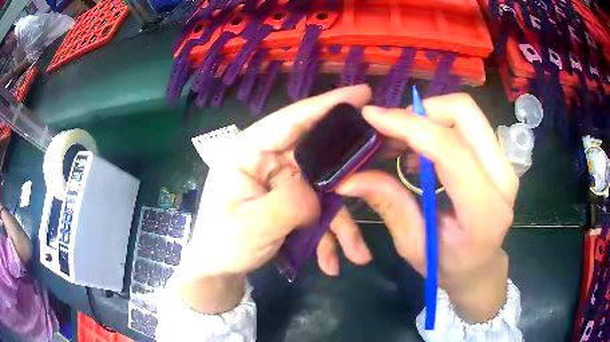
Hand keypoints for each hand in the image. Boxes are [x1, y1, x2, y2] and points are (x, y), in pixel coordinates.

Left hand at [175, 85, 373, 312]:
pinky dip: (328, 237)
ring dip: (342, 224)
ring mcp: (282, 182)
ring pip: (324, 190)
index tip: (363, 93)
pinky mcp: (291, 201)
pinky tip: (332, 263)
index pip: (290, 120)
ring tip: (359, 255)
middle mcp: (268, 160)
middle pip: (317, 153)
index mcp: (248, 152)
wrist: (220, 270)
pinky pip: (318, 212)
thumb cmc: (224, 244)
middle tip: (382, 167)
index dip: (327, 105)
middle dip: (349, 167)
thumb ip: (289, 203)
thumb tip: (319, 192)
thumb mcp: (252, 225)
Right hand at [323, 93, 518, 322]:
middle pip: (464, 112)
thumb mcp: (414, 246)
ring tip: (402, 143)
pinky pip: (468, 124)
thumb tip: (348, 178)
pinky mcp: (499, 157)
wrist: (481, 268)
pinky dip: (439, 126)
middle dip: (422, 111)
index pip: (449, 148)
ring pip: (466, 113)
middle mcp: (502, 178)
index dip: (408, 125)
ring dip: (429, 118)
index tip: (372, 117)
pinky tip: (421, 152)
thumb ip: (389, 205)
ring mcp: (505, 164)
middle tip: (392, 130)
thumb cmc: (449, 267)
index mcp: (484, 209)